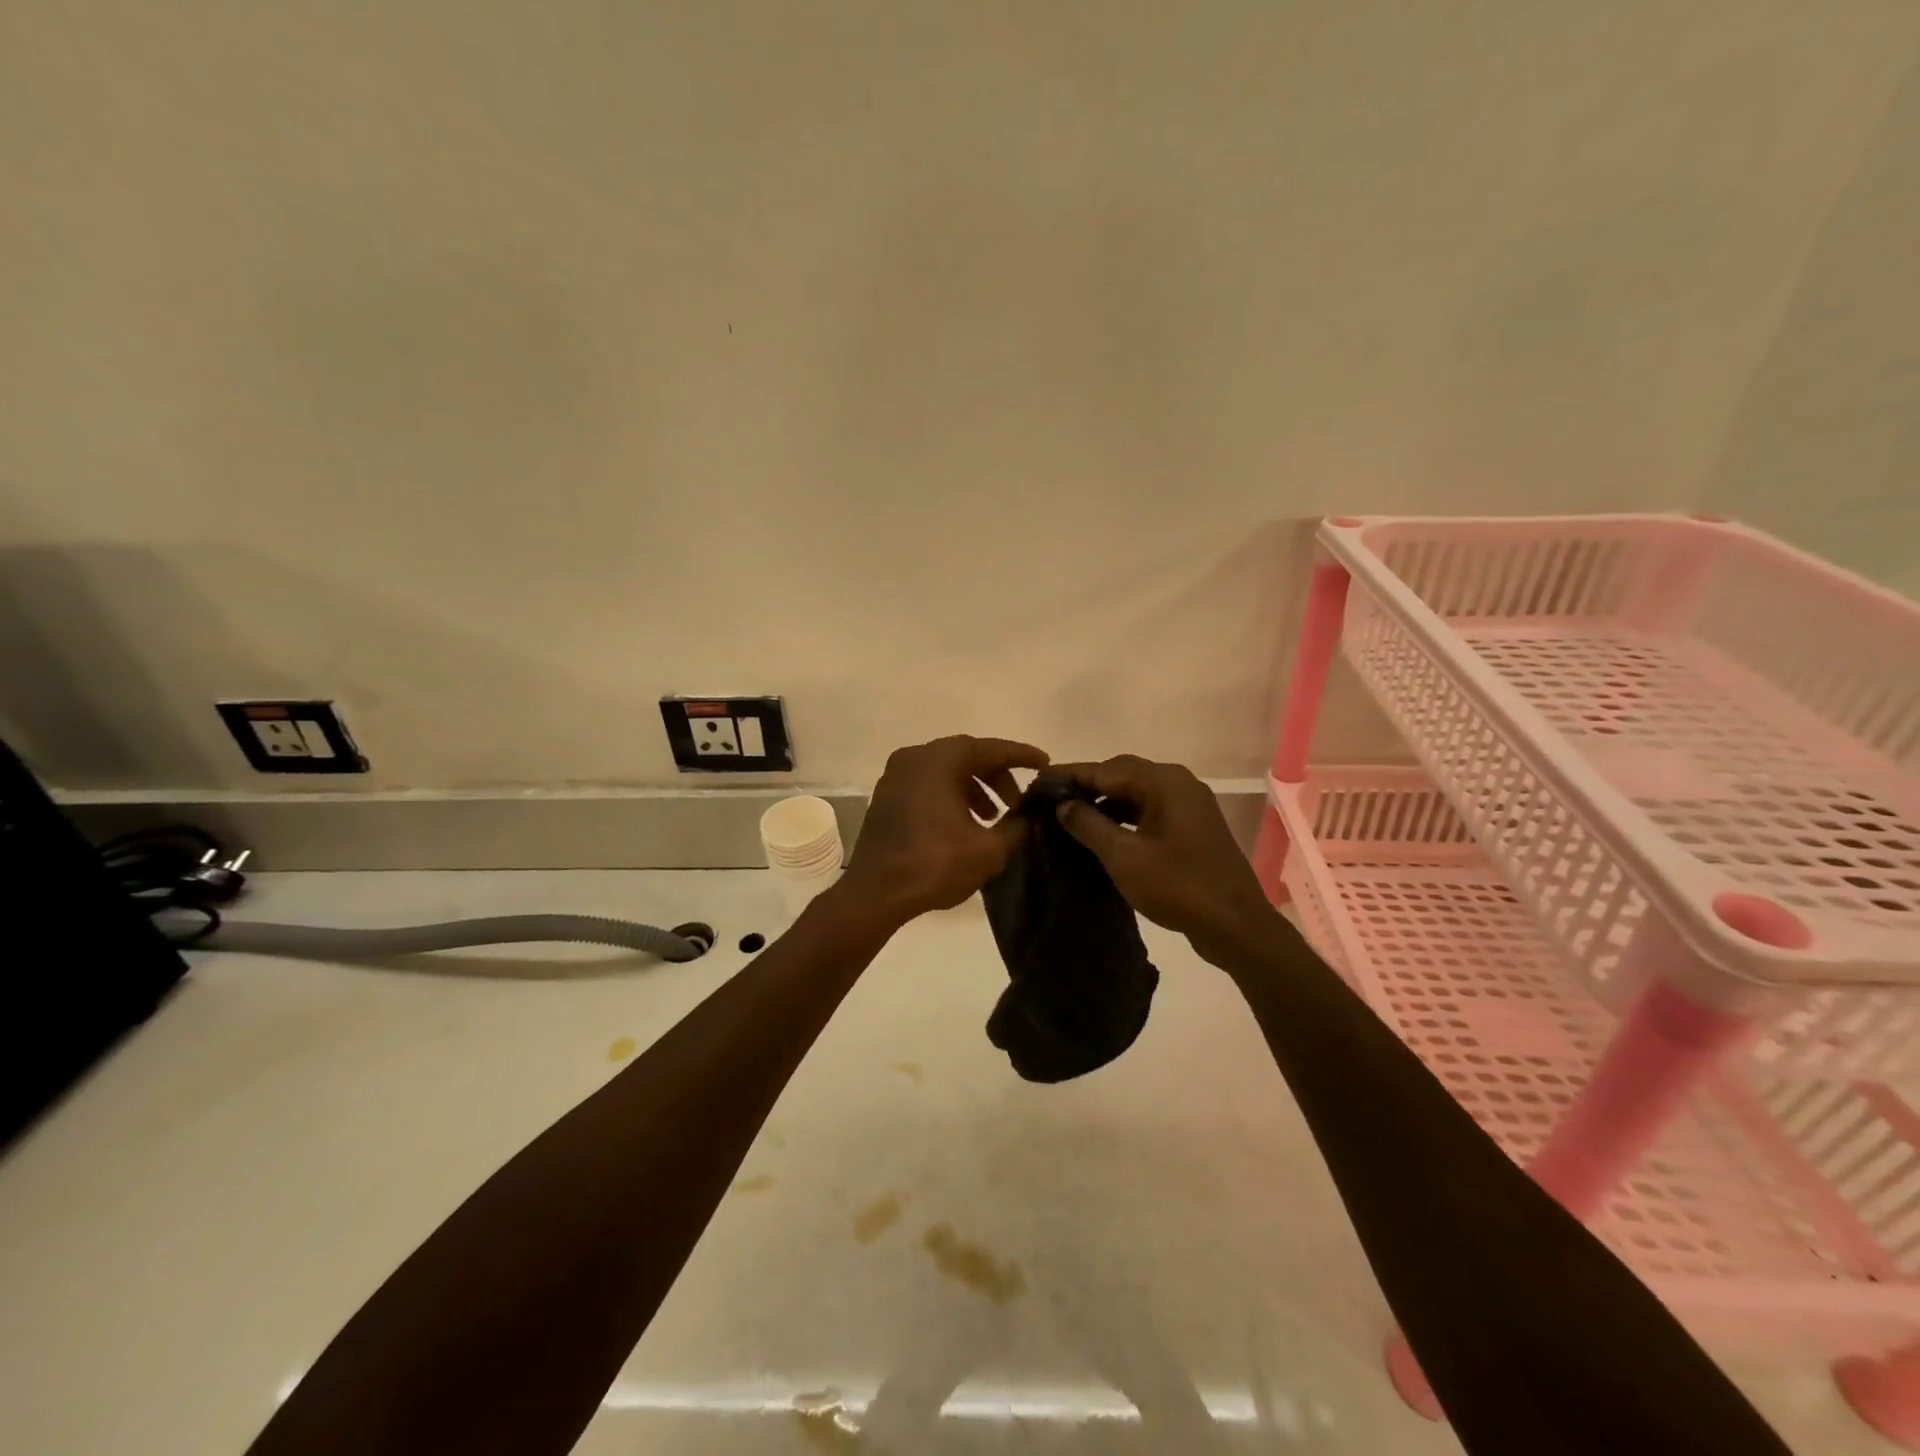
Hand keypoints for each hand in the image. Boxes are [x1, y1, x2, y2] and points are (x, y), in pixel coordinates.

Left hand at [836, 736, 1049, 927]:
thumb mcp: (988, 850)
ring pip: (946, 771)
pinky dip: (952, 795)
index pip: (989, 749)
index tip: (1044, 763)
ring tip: (994, 818)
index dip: (1020, 756)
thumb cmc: (933, 865)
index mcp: (938, 761)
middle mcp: (914, 758)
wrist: (875, 894)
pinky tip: (965, 824)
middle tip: (1019, 802)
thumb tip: (1028, 817)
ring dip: (975, 788)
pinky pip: (928, 784)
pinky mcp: (887, 797)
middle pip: (966, 756)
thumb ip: (1016, 827)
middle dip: (997, 776)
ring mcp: (896, 776)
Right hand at [1050, 755, 1278, 966]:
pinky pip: (1151, 809)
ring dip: (1106, 801)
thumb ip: (1088, 825)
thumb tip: (1064, 804)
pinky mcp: (1194, 826)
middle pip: (1123, 774)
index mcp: (1164, 782)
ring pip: (1137, 792)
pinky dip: (1125, 815)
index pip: (1106, 769)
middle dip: (1087, 785)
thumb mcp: (1123, 857)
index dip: (1069, 775)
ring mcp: (1190, 804)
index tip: (1038, 781)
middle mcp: (1179, 783)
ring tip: (1072, 817)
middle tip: (1052, 799)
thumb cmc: (1177, 886)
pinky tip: (1105, 833)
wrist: (1236, 925)